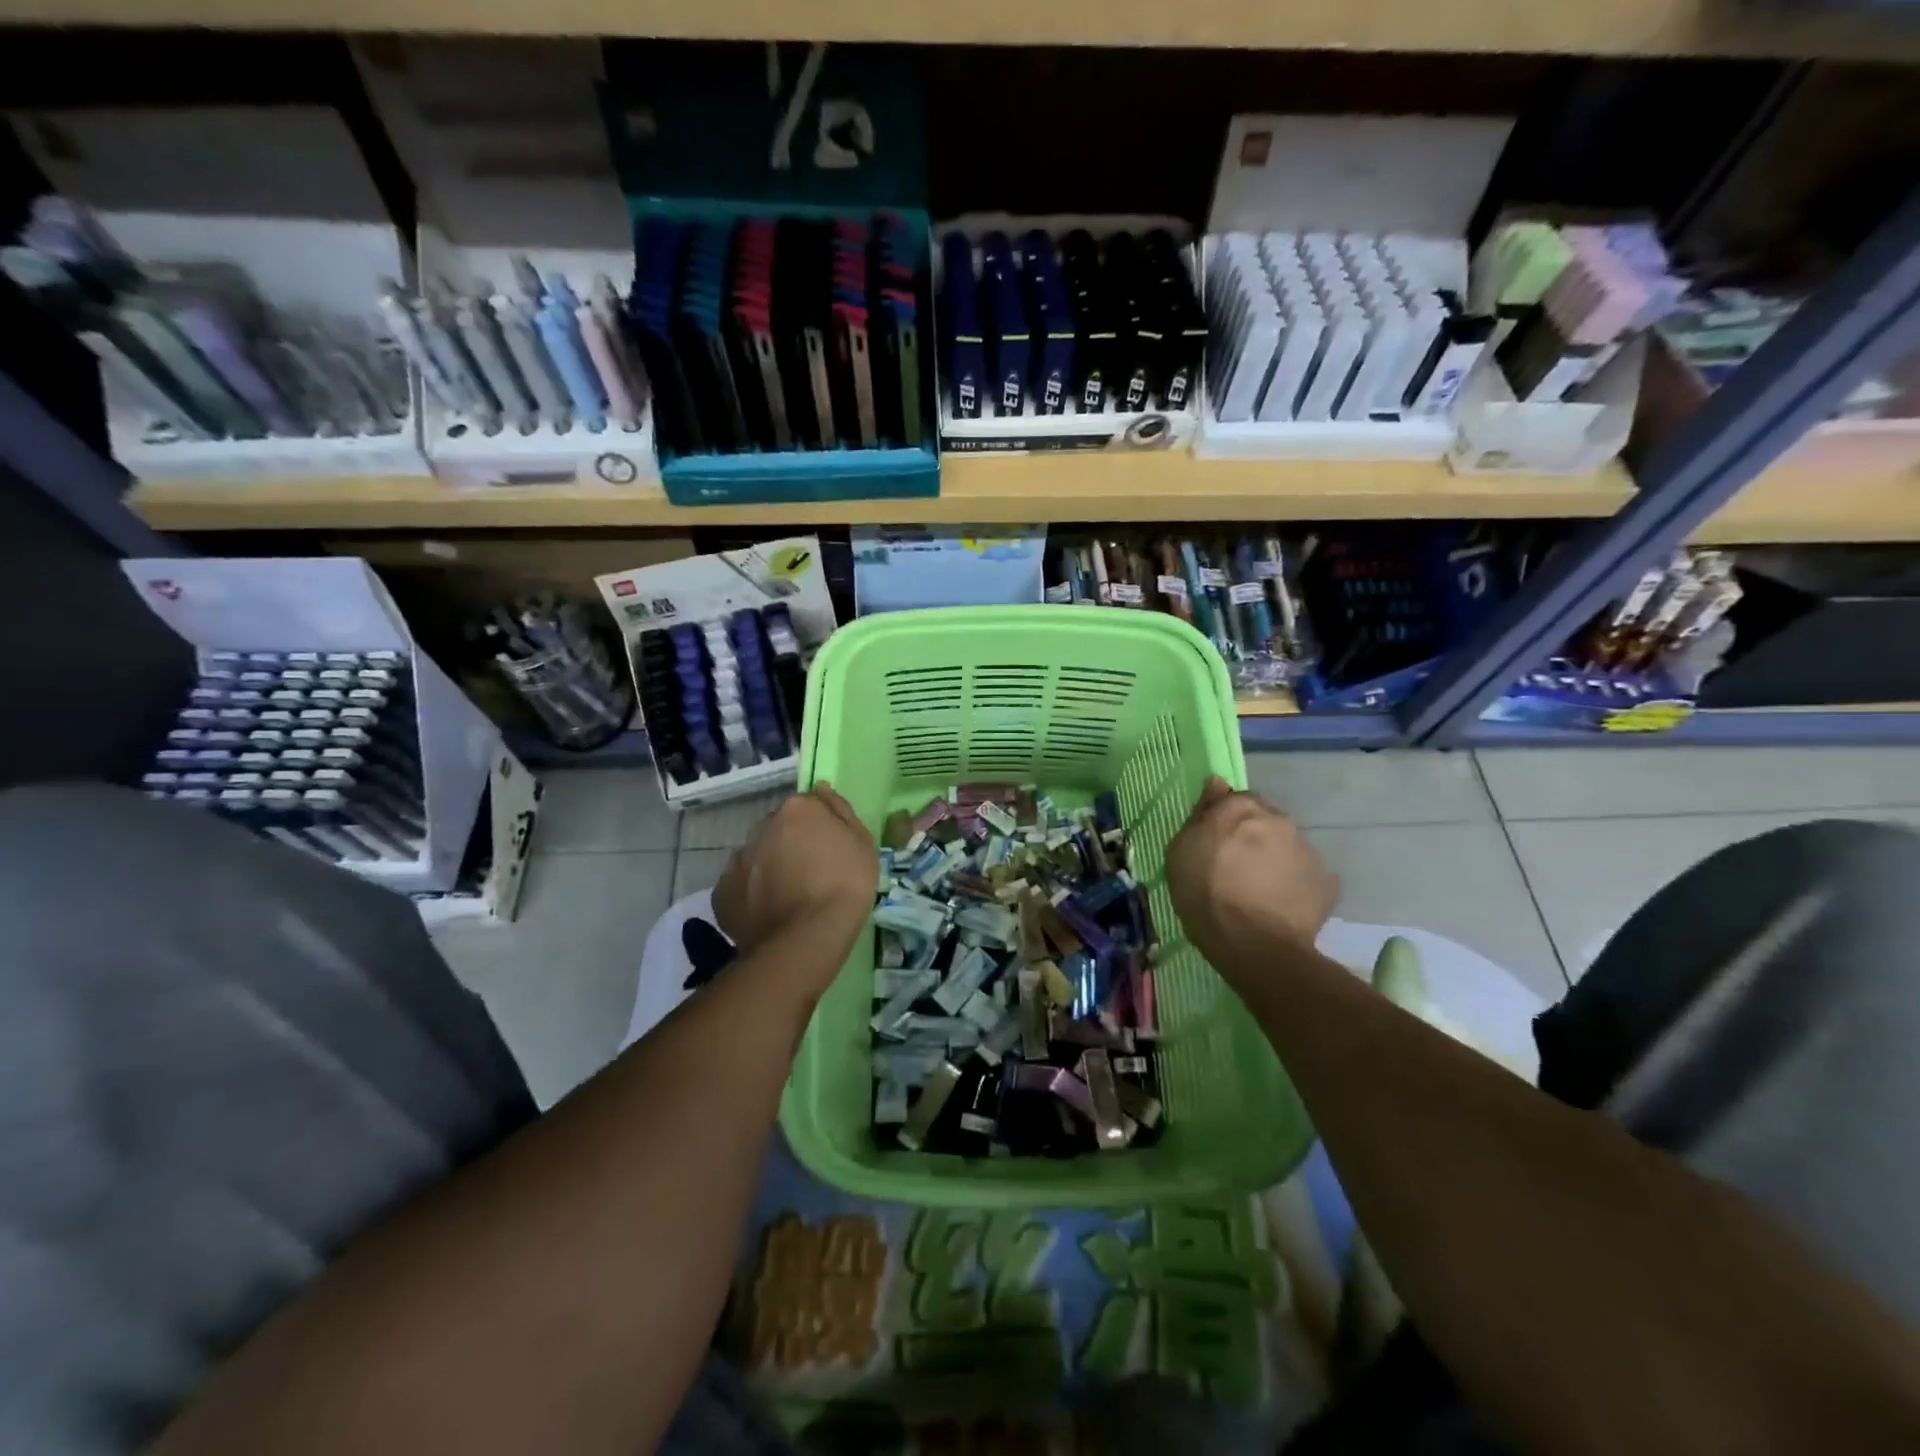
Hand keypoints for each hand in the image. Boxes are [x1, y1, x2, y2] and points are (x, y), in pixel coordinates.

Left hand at [712, 785, 876, 960]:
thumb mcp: (863, 843)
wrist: (808, 937)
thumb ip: (841, 811)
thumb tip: (823, 789)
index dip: (820, 828)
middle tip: (810, 875)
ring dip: (769, 868)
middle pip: (778, 829)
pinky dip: (752, 895)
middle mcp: (762, 826)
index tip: (830, 851)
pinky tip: (769, 914)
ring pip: (757, 857)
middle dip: (790, 845)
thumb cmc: (846, 885)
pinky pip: (740, 887)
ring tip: (788, 899)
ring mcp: (738, 859)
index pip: (808, 807)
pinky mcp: (722, 892)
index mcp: (798, 810)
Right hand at [1166, 778, 1337, 966]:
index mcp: (1241, 807)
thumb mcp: (1181, 851)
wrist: (1254, 945)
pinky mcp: (1326, 882)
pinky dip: (1292, 885)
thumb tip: (1217, 784)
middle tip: (1235, 868)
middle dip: (1252, 837)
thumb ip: (1201, 814)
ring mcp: (1306, 849)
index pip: (1234, 800)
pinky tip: (1278, 908)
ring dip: (1272, 860)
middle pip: (1263, 821)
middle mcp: (1278, 819)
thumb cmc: (1204, 894)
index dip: (1224, 822)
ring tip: (1258, 893)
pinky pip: (1303, 877)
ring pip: (1285, 847)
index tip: (1214, 844)